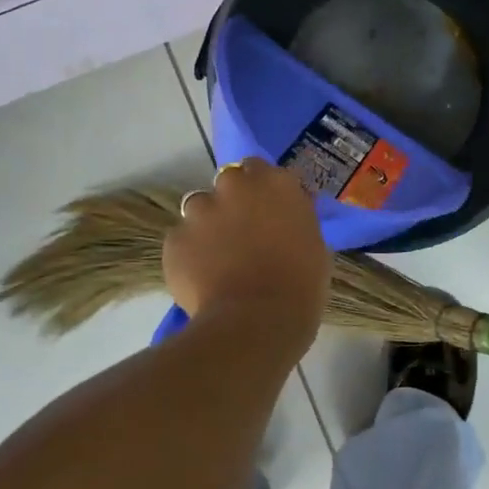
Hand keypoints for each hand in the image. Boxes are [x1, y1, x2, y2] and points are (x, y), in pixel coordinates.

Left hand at [164, 160, 330, 348]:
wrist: (256, 321)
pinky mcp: (175, 239)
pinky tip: (202, 278)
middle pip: (228, 181)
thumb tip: (288, 215)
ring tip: (218, 257)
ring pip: (199, 207)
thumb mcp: (314, 244)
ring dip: (208, 224)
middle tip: (243, 232)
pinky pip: (182, 240)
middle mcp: (235, 186)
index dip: (262, 189)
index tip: (267, 210)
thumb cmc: (301, 285)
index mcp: (276, 183)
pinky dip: (190, 254)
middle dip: (233, 201)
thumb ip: (296, 219)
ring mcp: (200, 210)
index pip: (261, 168)